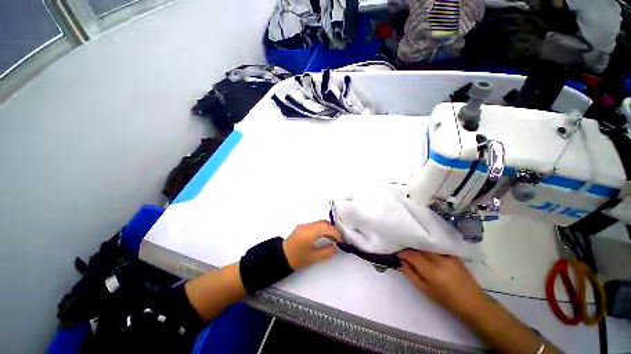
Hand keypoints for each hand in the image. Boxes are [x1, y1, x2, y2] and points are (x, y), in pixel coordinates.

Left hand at [283, 221, 342, 269]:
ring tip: (332, 238)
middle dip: (333, 229)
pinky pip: (315, 224)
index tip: (341, 240)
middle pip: (324, 223)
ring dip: (327, 228)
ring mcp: (304, 225)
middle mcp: (307, 225)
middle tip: (339, 238)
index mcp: (310, 232)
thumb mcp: (314, 257)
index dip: (336, 233)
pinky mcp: (302, 227)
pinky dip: (321, 228)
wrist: (281, 256)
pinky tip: (324, 235)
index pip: (327, 228)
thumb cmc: (297, 258)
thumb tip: (335, 246)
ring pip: (319, 223)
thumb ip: (327, 251)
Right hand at [398, 250, 489, 318]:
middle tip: (406, 255)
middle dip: (410, 249)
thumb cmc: (446, 300)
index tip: (398, 255)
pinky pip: (436, 248)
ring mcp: (448, 255)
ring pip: (427, 247)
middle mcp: (439, 259)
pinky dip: (429, 250)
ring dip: (419, 249)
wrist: (473, 303)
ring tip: (416, 255)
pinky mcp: (454, 255)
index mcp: (431, 270)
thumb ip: (410, 274)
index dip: (403, 253)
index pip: (412, 254)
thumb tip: (402, 261)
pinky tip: (428, 255)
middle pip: (419, 247)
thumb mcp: (424, 290)